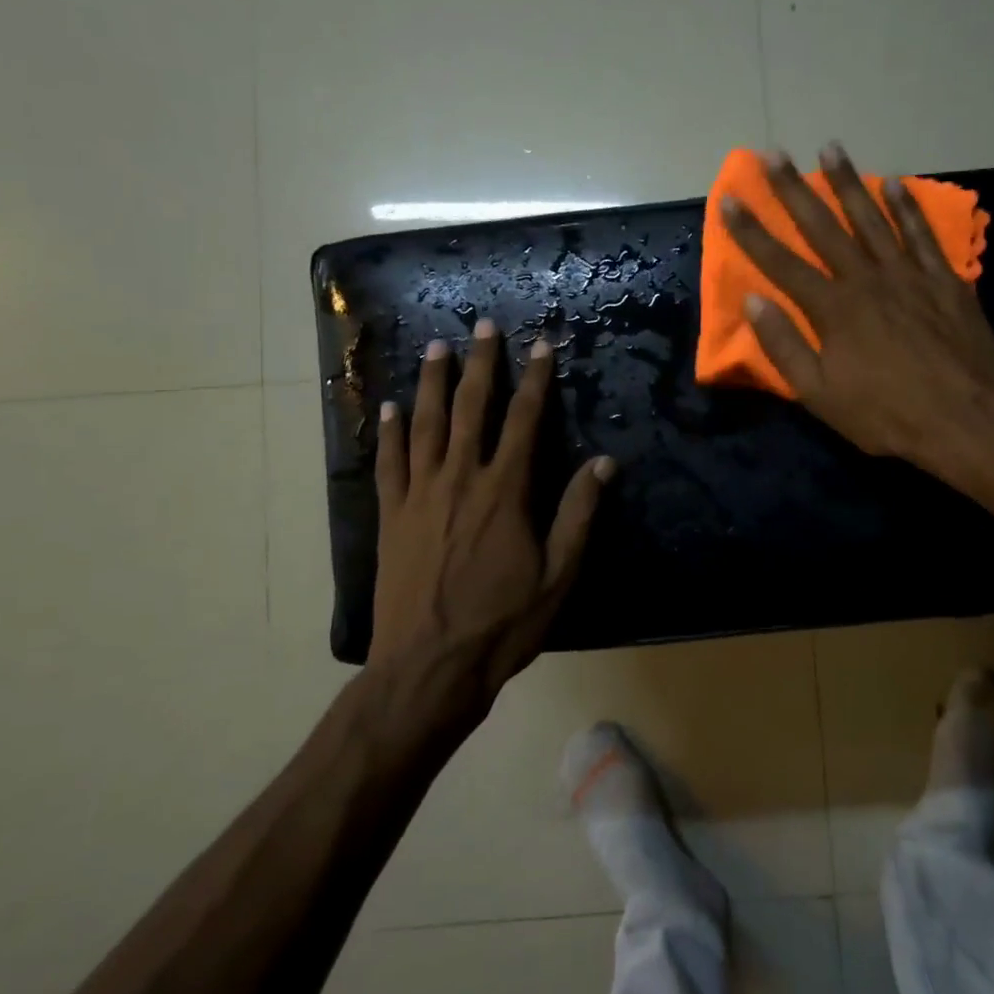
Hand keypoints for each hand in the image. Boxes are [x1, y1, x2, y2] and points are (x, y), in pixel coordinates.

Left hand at [369, 322, 613, 726]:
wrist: (428, 668)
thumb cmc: (502, 624)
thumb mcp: (558, 574)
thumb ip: (578, 514)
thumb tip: (604, 463)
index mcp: (505, 492)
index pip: (524, 421)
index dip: (535, 380)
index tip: (541, 345)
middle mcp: (460, 479)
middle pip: (471, 409)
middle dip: (481, 364)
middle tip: (484, 326)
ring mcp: (419, 495)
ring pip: (425, 424)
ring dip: (432, 383)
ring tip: (437, 347)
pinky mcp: (390, 516)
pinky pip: (389, 463)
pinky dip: (389, 432)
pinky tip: (389, 408)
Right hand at [720, 142, 993, 476]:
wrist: (966, 419)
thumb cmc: (886, 414)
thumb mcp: (820, 394)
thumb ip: (785, 346)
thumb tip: (754, 301)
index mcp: (832, 309)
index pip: (781, 262)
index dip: (752, 231)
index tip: (730, 198)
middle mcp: (866, 279)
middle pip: (823, 228)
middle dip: (794, 189)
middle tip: (774, 153)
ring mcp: (908, 275)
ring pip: (872, 219)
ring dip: (848, 183)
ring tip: (830, 148)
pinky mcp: (944, 280)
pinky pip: (921, 234)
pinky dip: (907, 208)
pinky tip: (895, 183)